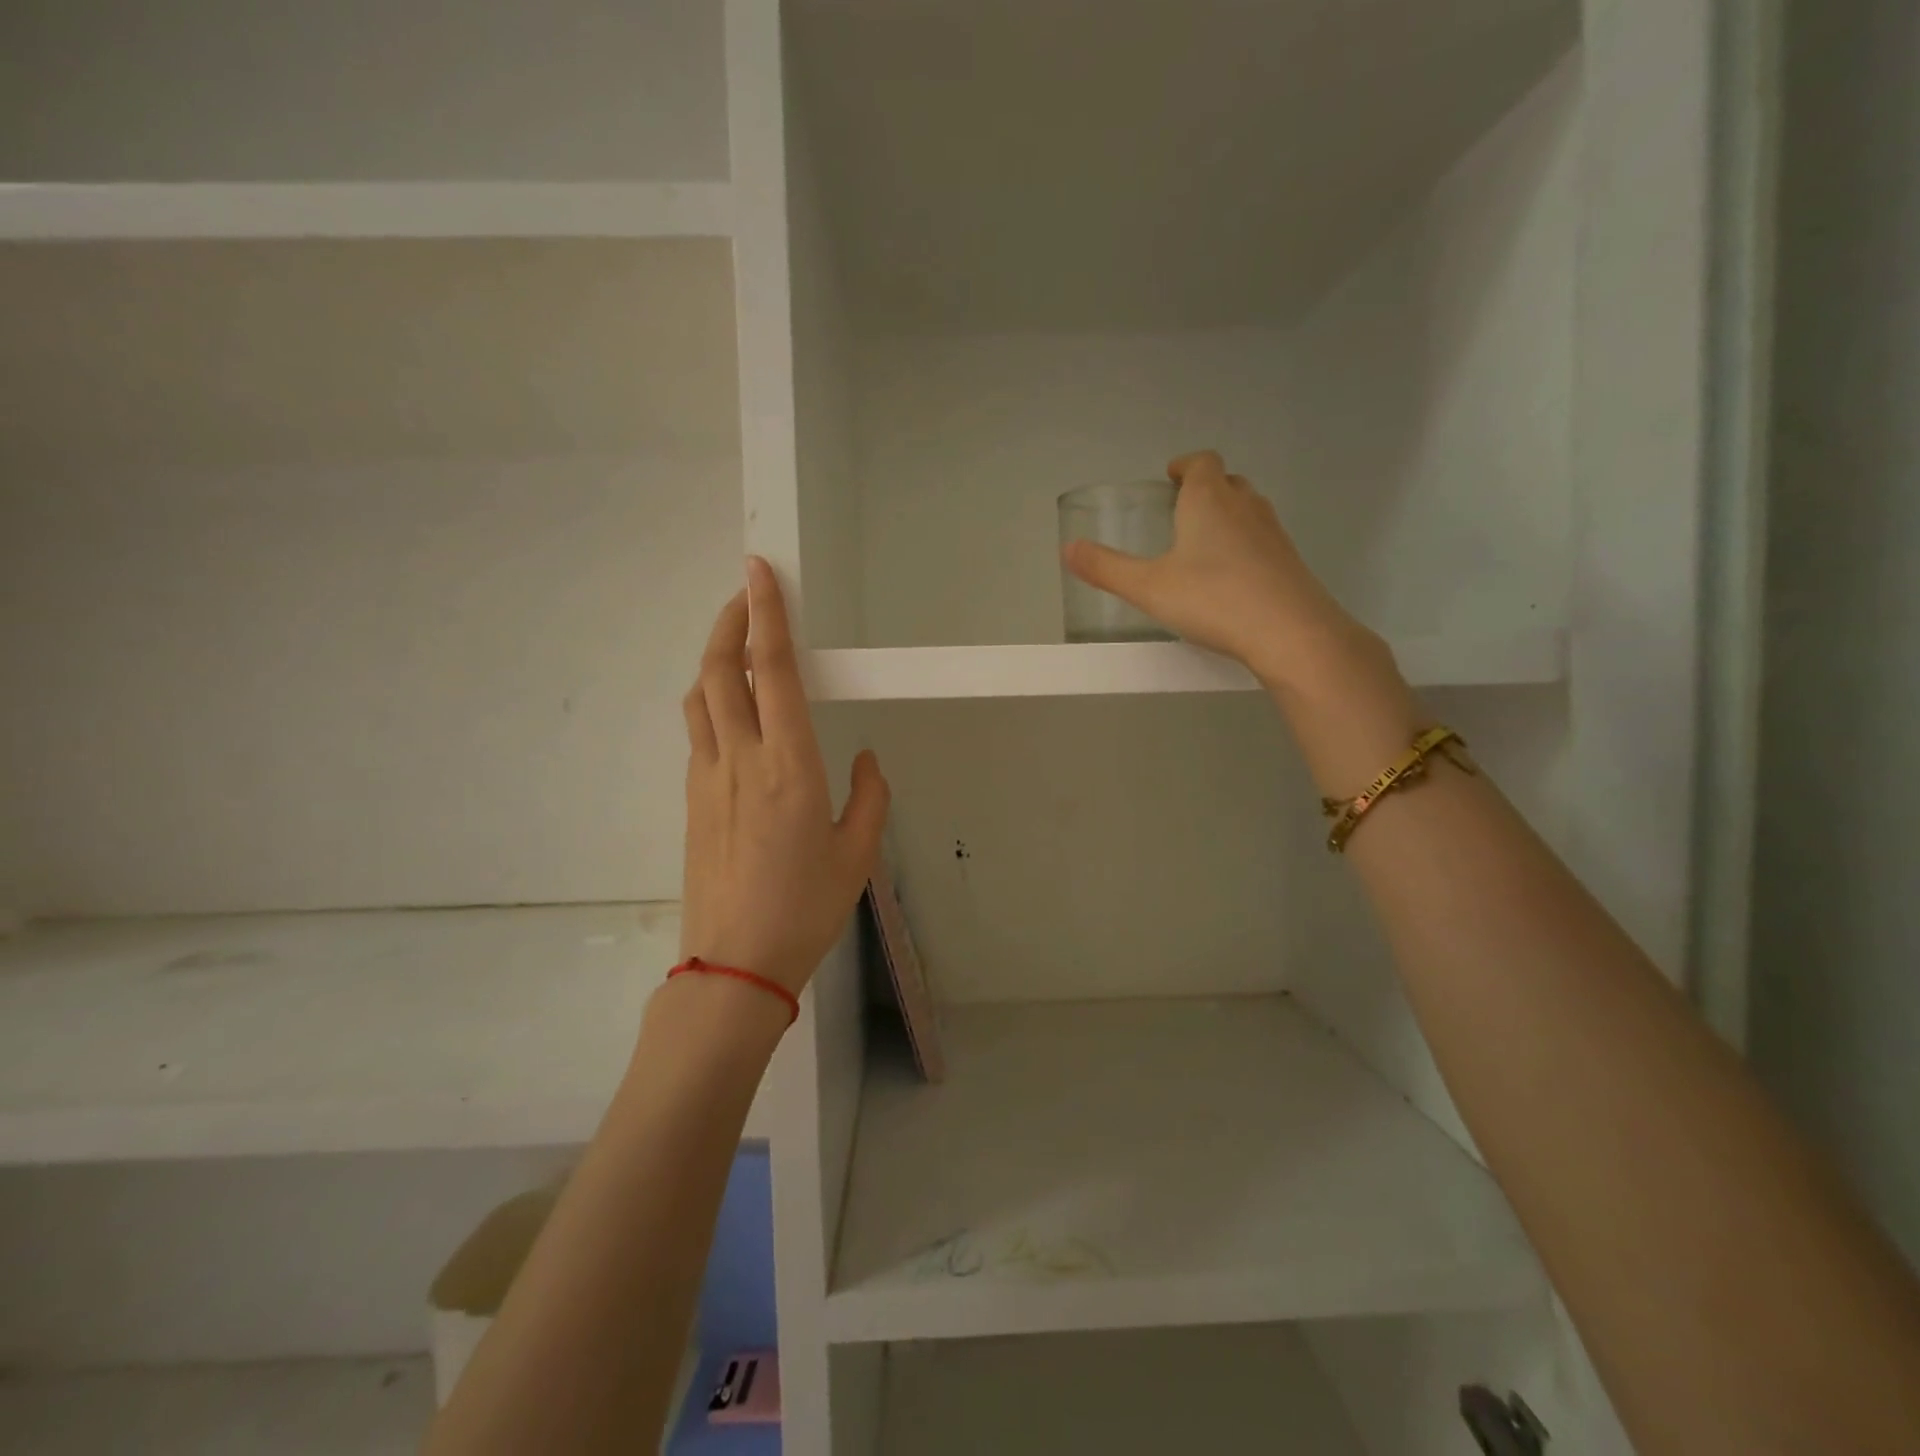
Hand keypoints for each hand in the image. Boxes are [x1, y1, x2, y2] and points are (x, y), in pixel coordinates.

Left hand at [678, 557, 889, 994]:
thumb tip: (868, 759)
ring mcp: (708, 777)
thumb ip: (869, 797)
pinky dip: (709, 699)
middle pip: (719, 670)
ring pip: (699, 697)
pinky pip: (698, 730)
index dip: (765, 615)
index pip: (772, 672)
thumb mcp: (857, 854)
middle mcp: (742, 759)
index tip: (759, 572)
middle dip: (729, 621)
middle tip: (745, 593)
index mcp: (790, 766)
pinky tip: (730, 709)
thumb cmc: (805, 908)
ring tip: (735, 643)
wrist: (735, 963)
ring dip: (713, 658)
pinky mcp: (693, 798)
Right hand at [1061, 450, 1372, 688]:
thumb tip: (1067, 549)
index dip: (1186, 465)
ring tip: (1203, 543)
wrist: (1290, 631)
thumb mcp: (1148, 587)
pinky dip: (1244, 546)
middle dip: (1206, 489)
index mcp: (1209, 500)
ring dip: (1227, 516)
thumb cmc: (1213, 599)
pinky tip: (1230, 578)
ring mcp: (1273, 533)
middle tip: (1182, 511)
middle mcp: (1245, 506)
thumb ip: (1106, 568)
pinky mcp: (1289, 562)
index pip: (1202, 463)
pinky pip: (1262, 540)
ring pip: (1248, 510)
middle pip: (1228, 482)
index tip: (1171, 476)